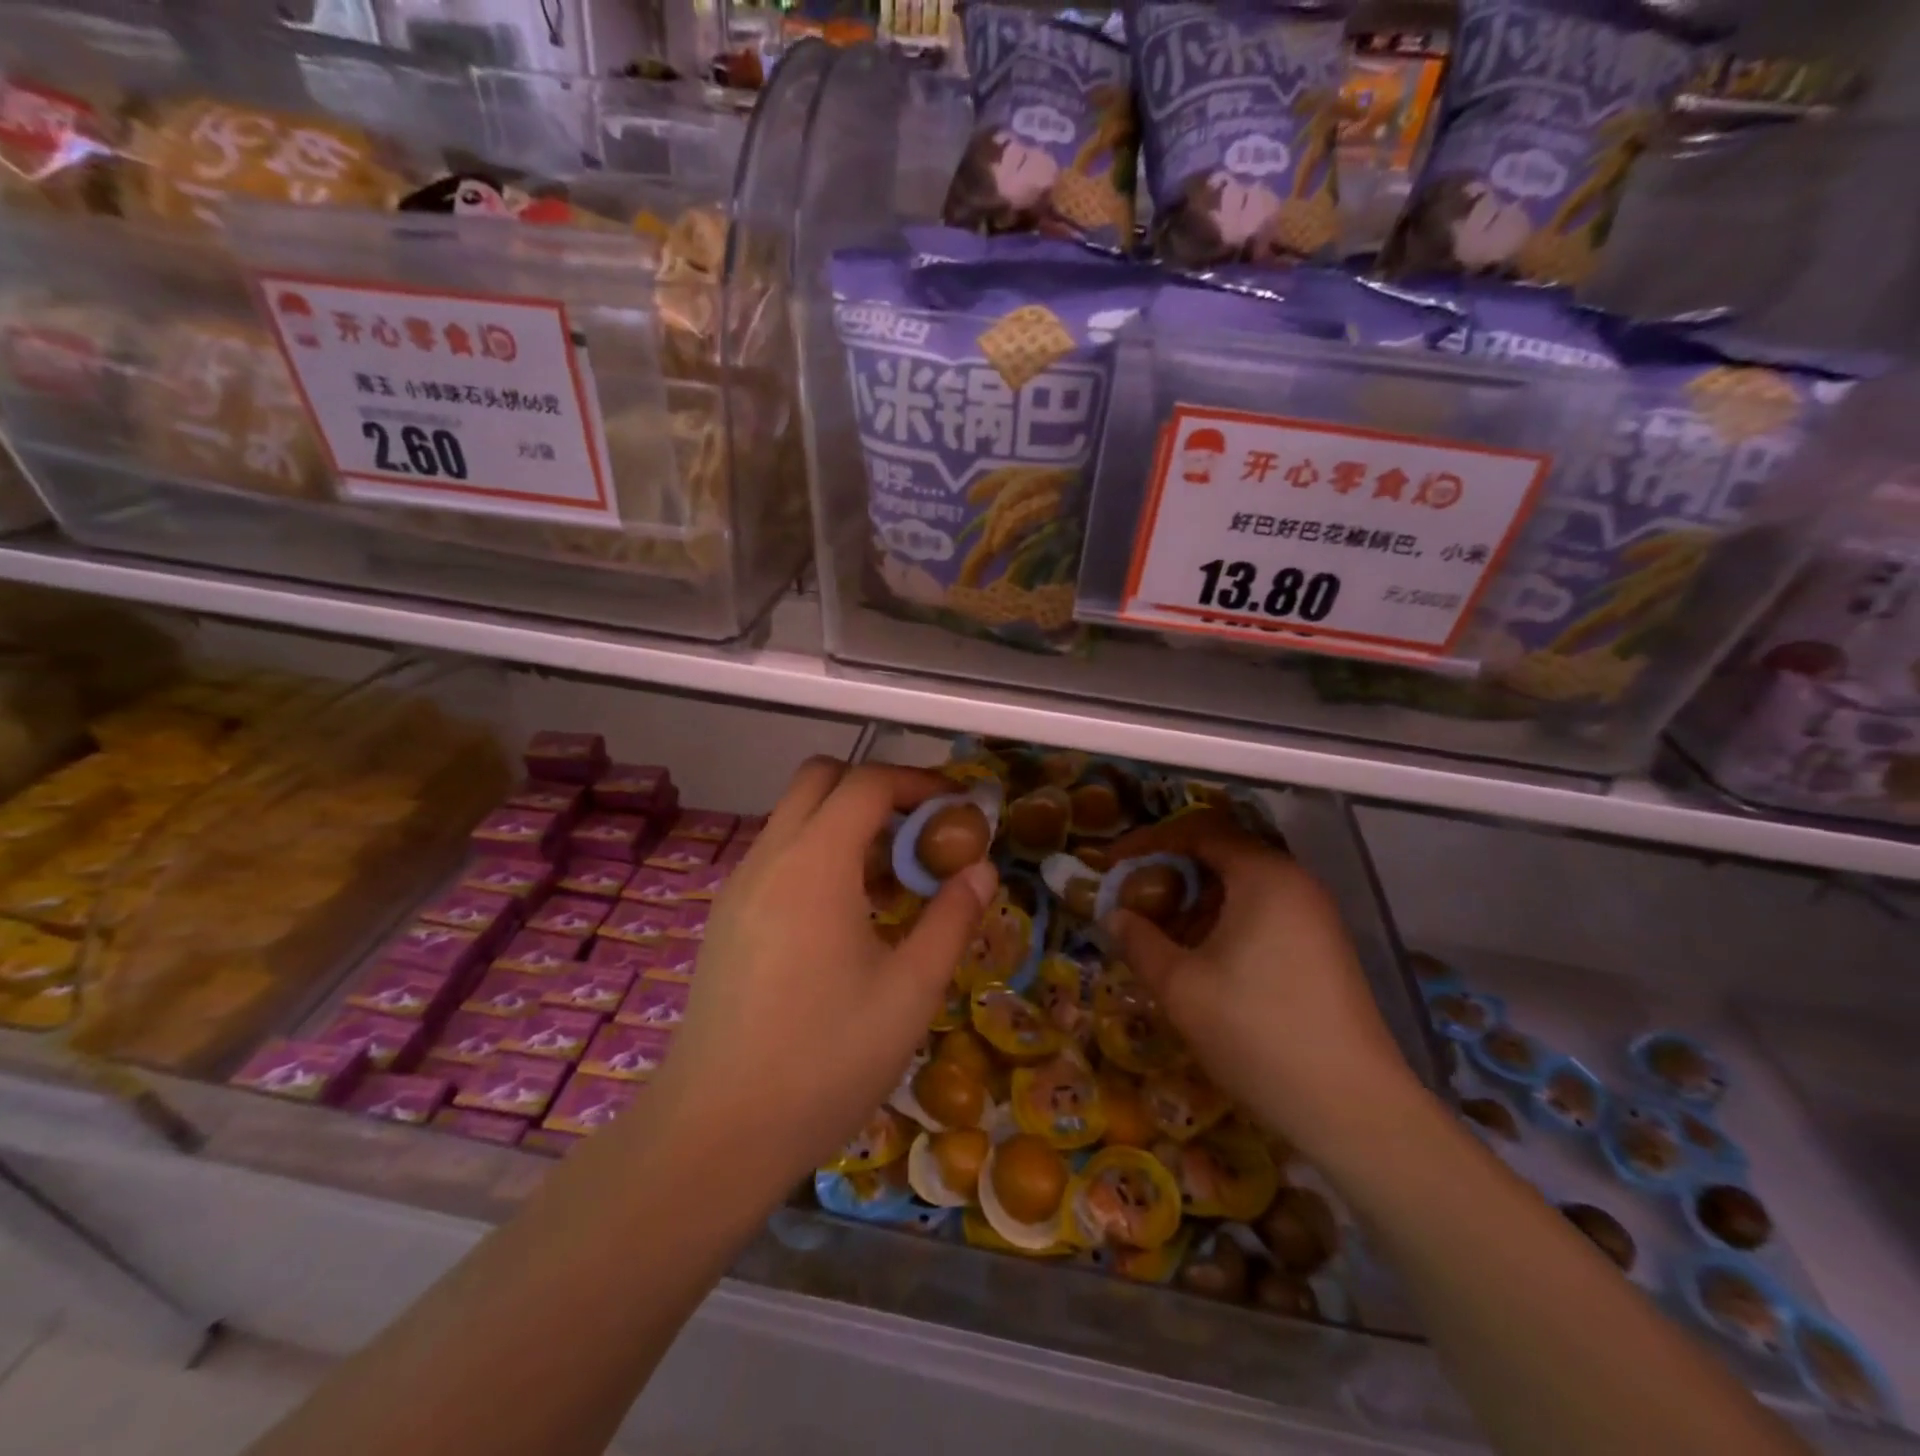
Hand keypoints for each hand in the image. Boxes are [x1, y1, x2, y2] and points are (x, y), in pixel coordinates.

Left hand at [636, 759, 998, 1199]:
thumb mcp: (910, 992)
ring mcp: (739, 886)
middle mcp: (770, 857)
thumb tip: (981, 870)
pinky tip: (846, 915)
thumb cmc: (825, 1059)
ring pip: (794, 816)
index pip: (867, 782)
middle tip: (920, 830)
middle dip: (876, 787)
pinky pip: (778, 855)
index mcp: (815, 863)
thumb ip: (952, 919)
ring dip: (845, 822)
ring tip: (892, 878)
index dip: (918, 781)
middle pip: (820, 778)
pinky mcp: (726, 918)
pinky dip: (818, 853)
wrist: (714, 1132)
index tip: (956, 806)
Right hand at [1102, 808, 1415, 1158]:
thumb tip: (1115, 916)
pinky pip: (1262, 914)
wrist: (1353, 1109)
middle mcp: (1294, 883)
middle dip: (1169, 875)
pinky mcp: (1322, 948)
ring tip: (1161, 938)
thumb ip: (1139, 941)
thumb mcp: (1180, 986)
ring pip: (1241, 888)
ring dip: (1194, 903)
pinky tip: (1201, 962)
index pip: (1197, 831)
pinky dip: (1223, 923)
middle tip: (1134, 904)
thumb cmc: (1257, 1032)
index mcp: (1264, 876)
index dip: (1148, 842)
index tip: (1111, 865)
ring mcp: (1315, 917)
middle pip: (1220, 856)